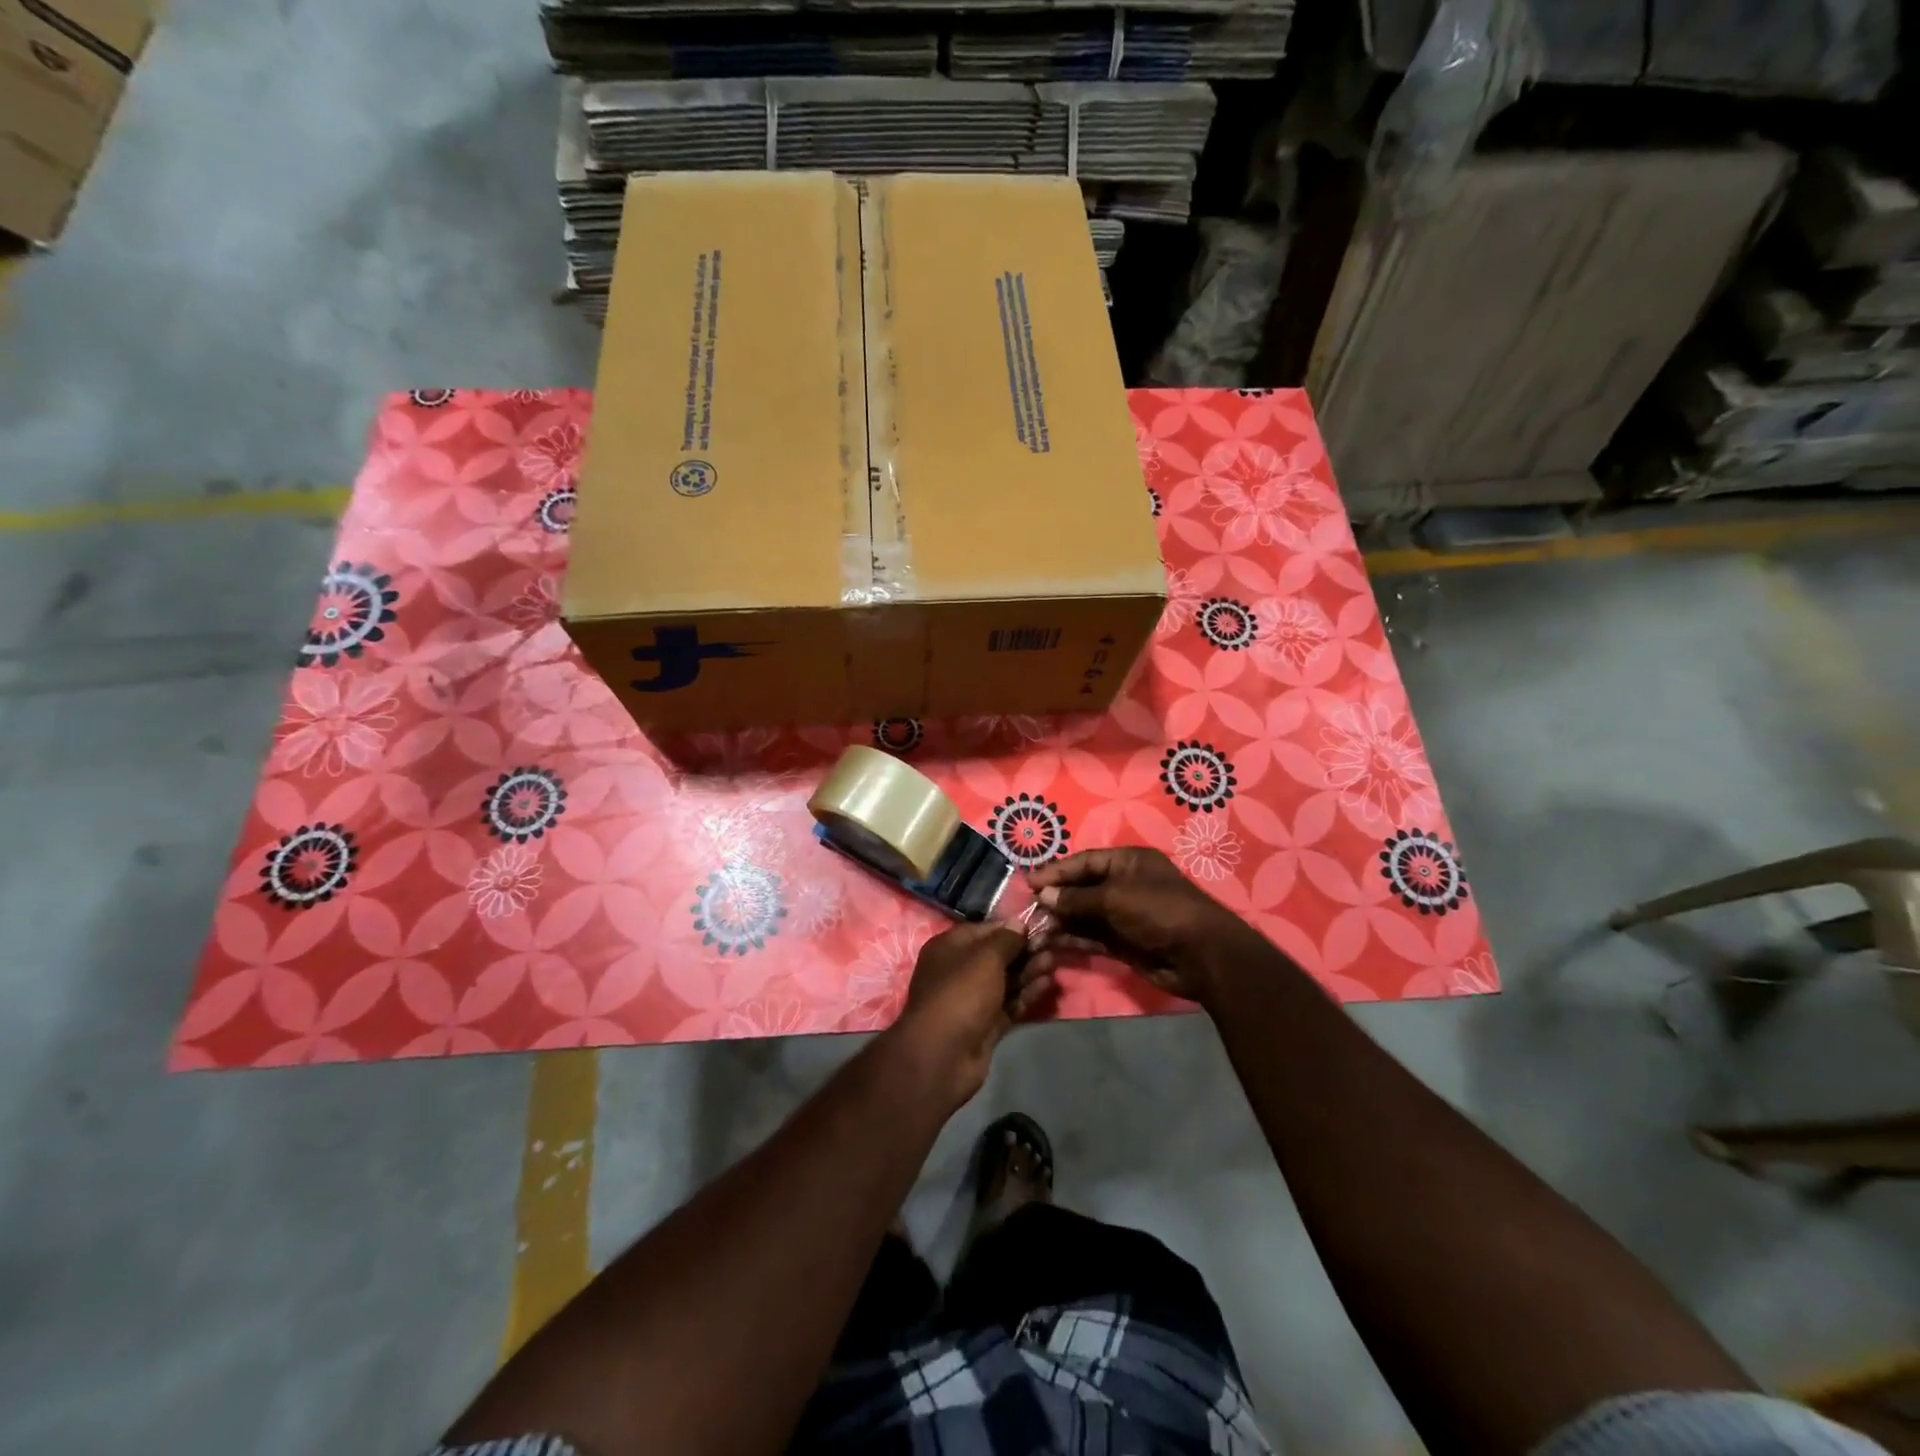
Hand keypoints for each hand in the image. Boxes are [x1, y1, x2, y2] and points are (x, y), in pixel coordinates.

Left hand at [888, 922, 1053, 1107]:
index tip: (1039, 927)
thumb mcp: (985, 957)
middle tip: (1052, 946)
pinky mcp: (985, 1024)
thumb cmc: (961, 993)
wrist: (944, 1054)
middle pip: (996, 956)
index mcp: (949, 947)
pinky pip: (1009, 1003)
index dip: (1011, 928)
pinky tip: (1047, 985)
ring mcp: (971, 999)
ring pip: (1005, 980)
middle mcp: (958, 970)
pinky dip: (1026, 994)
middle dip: (1024, 951)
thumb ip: (1006, 940)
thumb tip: (1019, 923)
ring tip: (1053, 964)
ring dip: (1028, 971)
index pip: (985, 930)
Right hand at [1026, 848, 1264, 1005]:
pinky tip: (1052, 942)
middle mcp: (1125, 884)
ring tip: (1035, 928)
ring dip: (1062, 920)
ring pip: (1085, 914)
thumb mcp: (1114, 897)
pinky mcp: (1124, 942)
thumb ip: (1077, 897)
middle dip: (1056, 897)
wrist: (1200, 955)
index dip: (1057, 871)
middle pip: (1083, 887)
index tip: (1029, 882)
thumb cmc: (1158, 911)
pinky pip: (1093, 936)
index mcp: (1128, 862)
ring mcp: (1125, 915)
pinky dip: (1074, 938)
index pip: (1084, 861)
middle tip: (1028, 908)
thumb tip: (1044, 895)